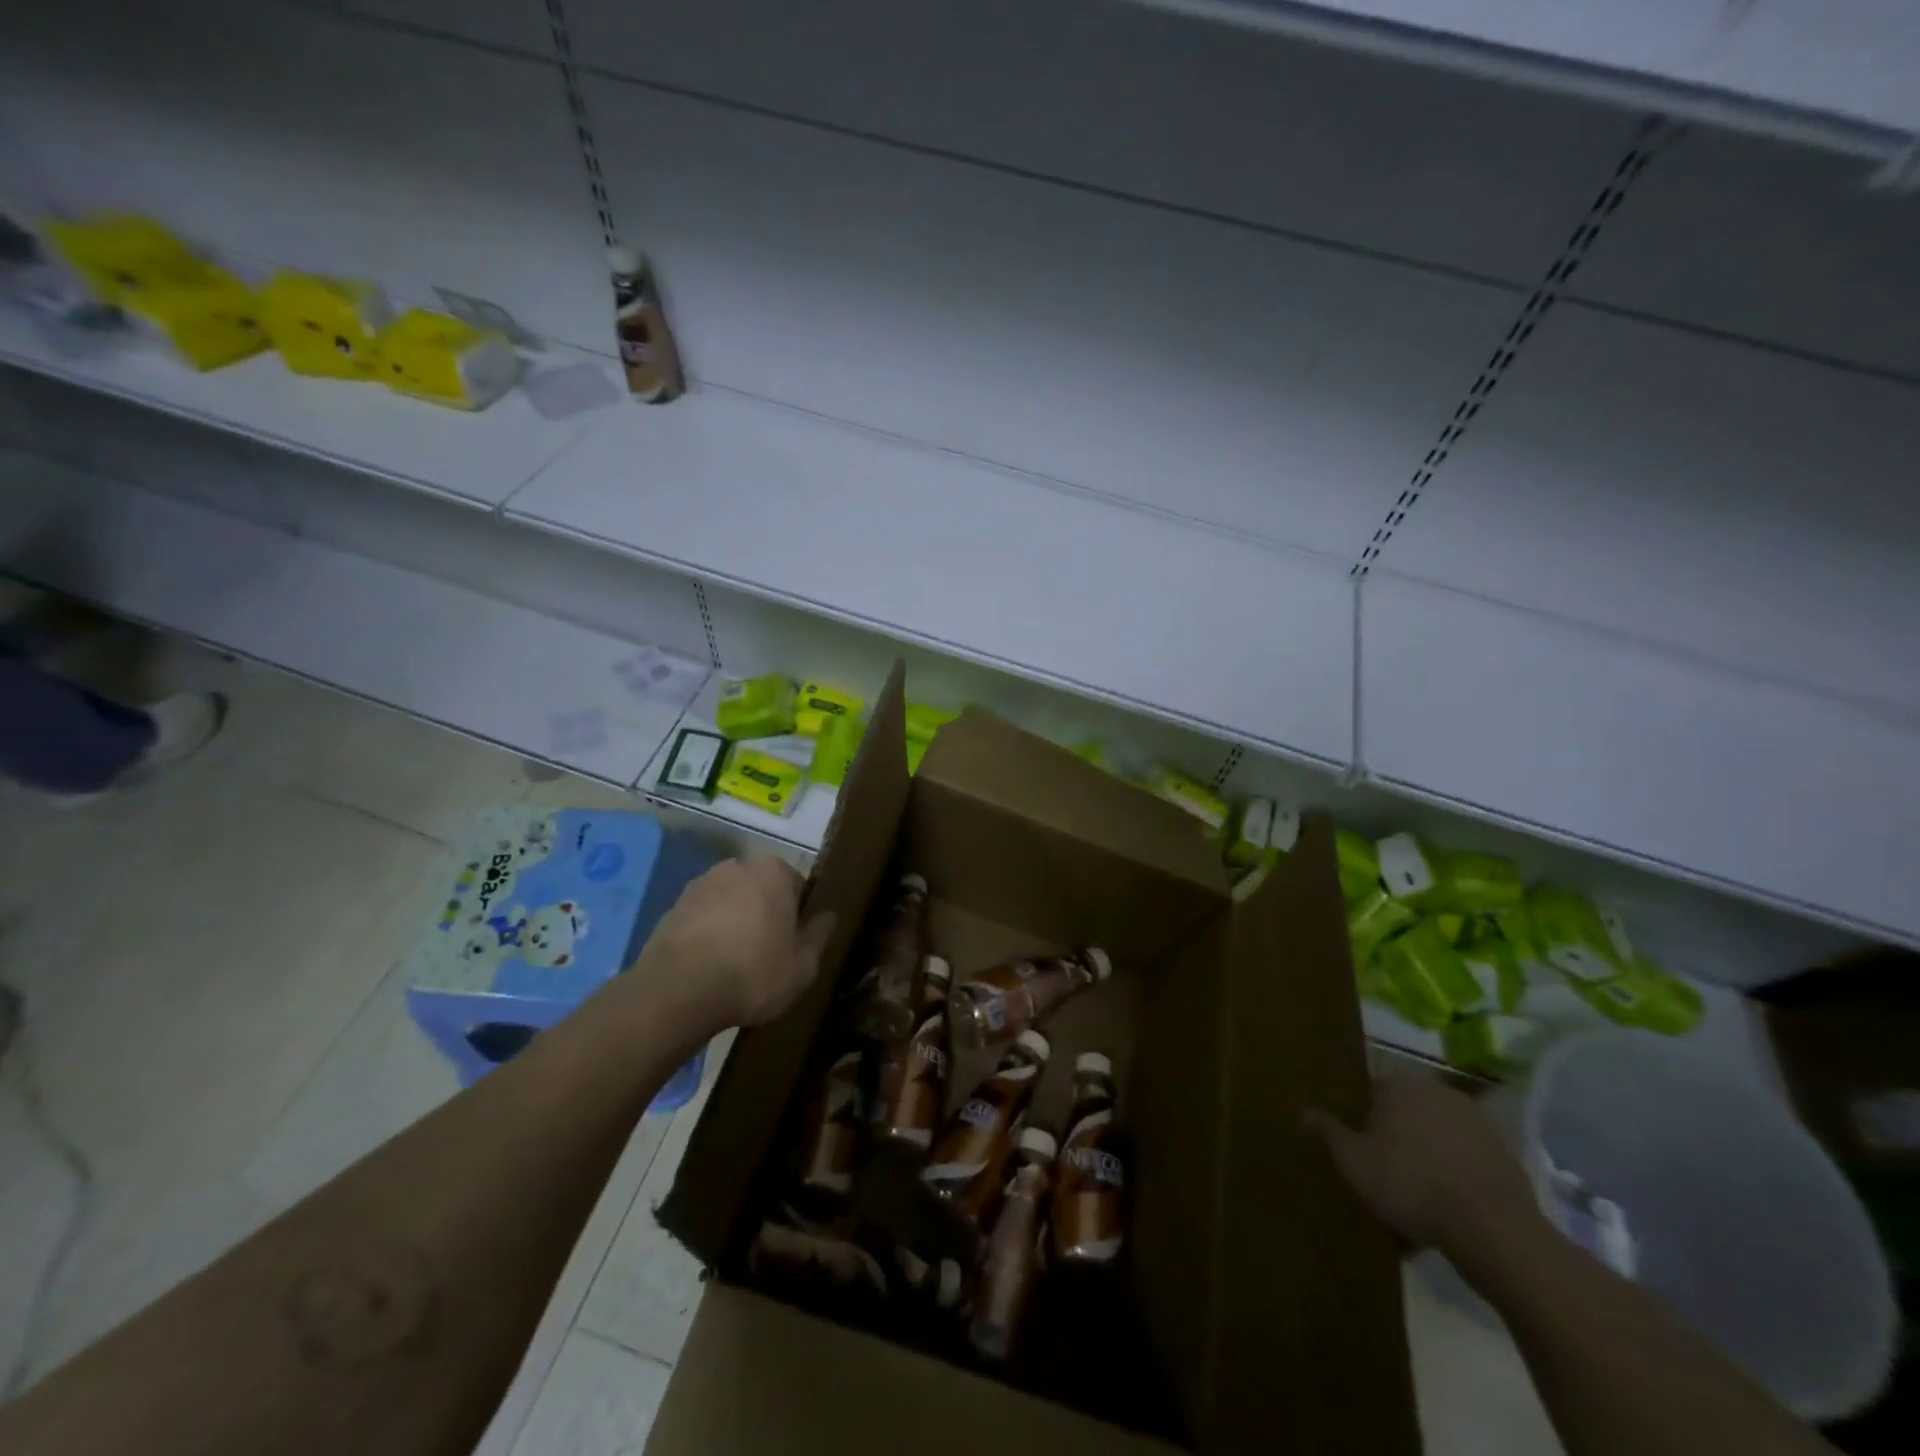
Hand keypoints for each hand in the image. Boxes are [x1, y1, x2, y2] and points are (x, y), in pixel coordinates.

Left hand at [637, 858, 836, 1030]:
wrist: (678, 991)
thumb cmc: (753, 973)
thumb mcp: (803, 965)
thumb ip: (819, 935)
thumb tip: (827, 916)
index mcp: (774, 872)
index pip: (797, 886)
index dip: (798, 916)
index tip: (794, 943)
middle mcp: (737, 867)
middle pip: (761, 889)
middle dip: (765, 913)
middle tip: (766, 953)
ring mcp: (700, 885)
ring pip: (729, 901)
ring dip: (734, 921)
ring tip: (733, 962)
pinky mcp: (672, 907)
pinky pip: (702, 917)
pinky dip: (707, 933)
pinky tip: (708, 965)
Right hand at [1304, 1077, 1543, 1268]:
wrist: (1493, 1230)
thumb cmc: (1410, 1183)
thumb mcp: (1353, 1161)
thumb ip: (1328, 1132)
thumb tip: (1305, 1111)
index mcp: (1400, 1084)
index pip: (1370, 1089)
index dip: (1359, 1114)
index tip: (1354, 1141)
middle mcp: (1438, 1091)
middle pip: (1405, 1110)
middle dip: (1393, 1134)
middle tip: (1379, 1166)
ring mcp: (1476, 1123)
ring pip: (1436, 1135)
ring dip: (1424, 1155)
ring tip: (1412, 1193)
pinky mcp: (1504, 1156)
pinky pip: (1464, 1160)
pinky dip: (1453, 1175)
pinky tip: (1443, 1208)